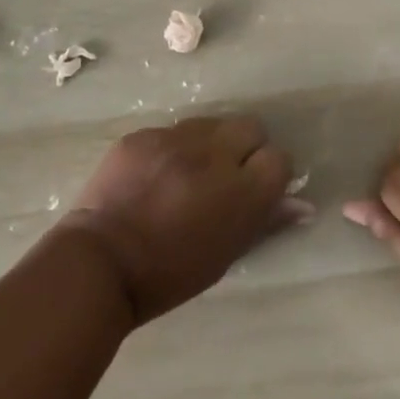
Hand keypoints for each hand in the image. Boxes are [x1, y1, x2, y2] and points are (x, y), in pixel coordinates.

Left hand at [63, 116, 302, 325]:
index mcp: (240, 192)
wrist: (98, 264)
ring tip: (189, 173)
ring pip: (211, 124)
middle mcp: (213, 155)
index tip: (257, 187)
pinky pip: (171, 131)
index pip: (279, 159)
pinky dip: (172, 149)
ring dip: (210, 144)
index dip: (271, 173)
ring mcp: (174, 139)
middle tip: (226, 175)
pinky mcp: (143, 134)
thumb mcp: (224, 255)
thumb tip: (302, 204)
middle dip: (246, 148)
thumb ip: (265, 221)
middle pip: (250, 127)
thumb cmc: (168, 274)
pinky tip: (156, 175)